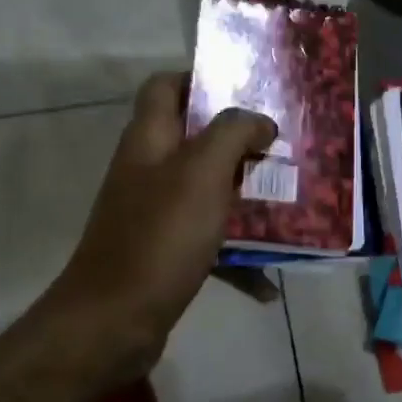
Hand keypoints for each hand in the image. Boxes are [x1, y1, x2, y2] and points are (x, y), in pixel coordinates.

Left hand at [45, 73, 275, 393]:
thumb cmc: (160, 236)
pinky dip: (237, 255)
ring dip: (245, 197)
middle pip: (194, 139)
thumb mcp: (202, 172)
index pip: (165, 86)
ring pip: (207, 191)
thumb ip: (233, 133)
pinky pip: (209, 241)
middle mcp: (148, 170)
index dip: (201, 79)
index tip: (248, 91)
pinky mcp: (164, 252)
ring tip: (288, 203)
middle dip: (240, 142)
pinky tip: (268, 280)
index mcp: (149, 139)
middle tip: (282, 148)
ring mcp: (154, 213)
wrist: (112, 322)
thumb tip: (260, 120)